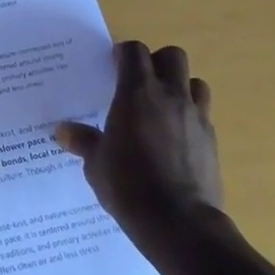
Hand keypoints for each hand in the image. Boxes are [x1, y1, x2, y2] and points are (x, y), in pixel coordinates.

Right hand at [54, 41, 223, 234]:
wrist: (178, 223)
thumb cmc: (128, 185)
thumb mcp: (96, 163)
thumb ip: (83, 141)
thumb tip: (62, 131)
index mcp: (137, 93)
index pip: (135, 51)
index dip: (124, 53)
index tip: (113, 66)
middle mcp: (170, 96)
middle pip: (173, 56)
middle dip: (157, 62)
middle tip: (140, 82)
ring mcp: (196, 117)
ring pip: (195, 83)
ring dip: (180, 87)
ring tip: (163, 107)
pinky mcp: (212, 141)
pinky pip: (204, 115)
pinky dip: (191, 117)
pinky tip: (176, 138)